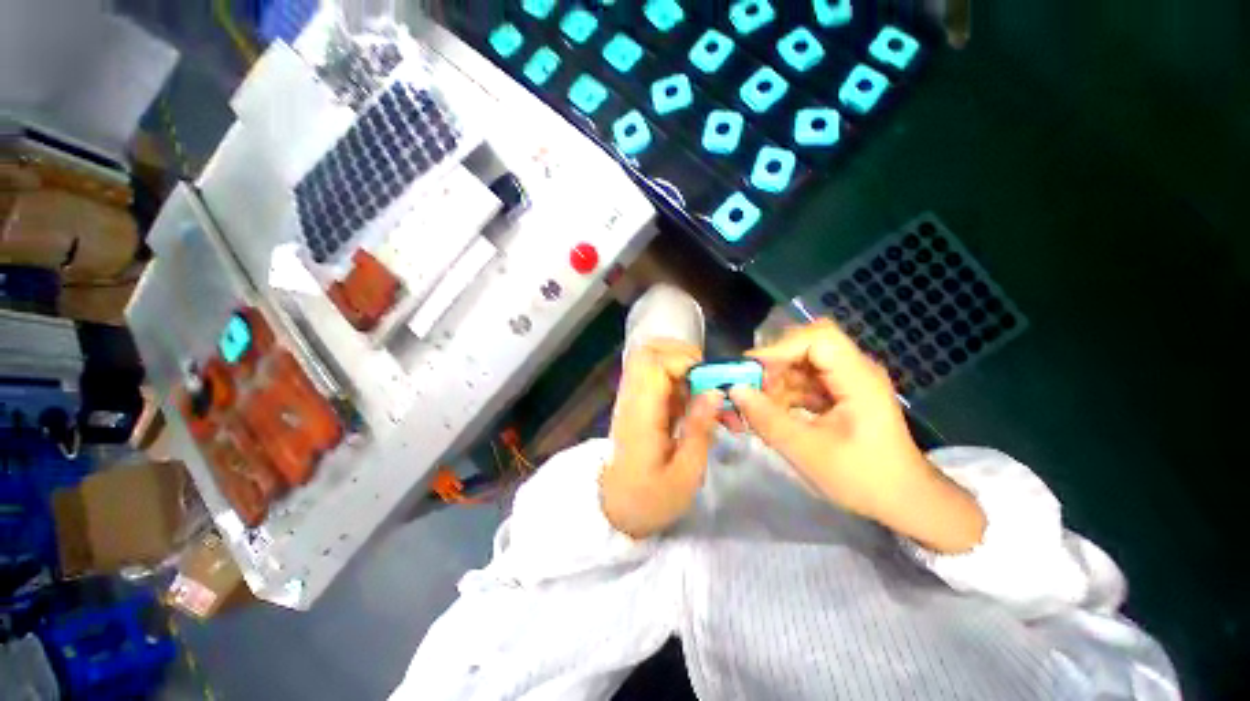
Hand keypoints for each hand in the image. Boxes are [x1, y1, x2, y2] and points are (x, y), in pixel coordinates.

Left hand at [601, 340, 721, 538]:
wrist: (616, 509)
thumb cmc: (651, 499)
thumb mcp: (685, 474)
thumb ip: (700, 429)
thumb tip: (715, 392)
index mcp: (641, 413)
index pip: (655, 363)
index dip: (687, 363)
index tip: (713, 385)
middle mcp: (632, 398)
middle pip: (649, 352)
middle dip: (685, 357)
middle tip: (709, 382)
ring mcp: (631, 398)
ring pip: (653, 360)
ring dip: (683, 369)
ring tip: (704, 396)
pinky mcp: (636, 403)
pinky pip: (656, 377)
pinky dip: (679, 382)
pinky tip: (692, 407)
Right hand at [731, 320, 985, 552]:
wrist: (904, 502)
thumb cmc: (863, 478)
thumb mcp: (808, 451)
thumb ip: (767, 419)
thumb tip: (735, 390)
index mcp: (857, 378)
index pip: (817, 338)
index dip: (780, 348)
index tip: (750, 371)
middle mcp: (853, 370)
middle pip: (805, 347)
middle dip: (773, 366)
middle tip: (749, 389)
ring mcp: (846, 382)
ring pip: (800, 365)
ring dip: (774, 383)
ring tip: (754, 407)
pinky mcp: (839, 395)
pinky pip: (803, 383)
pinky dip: (783, 395)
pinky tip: (770, 414)